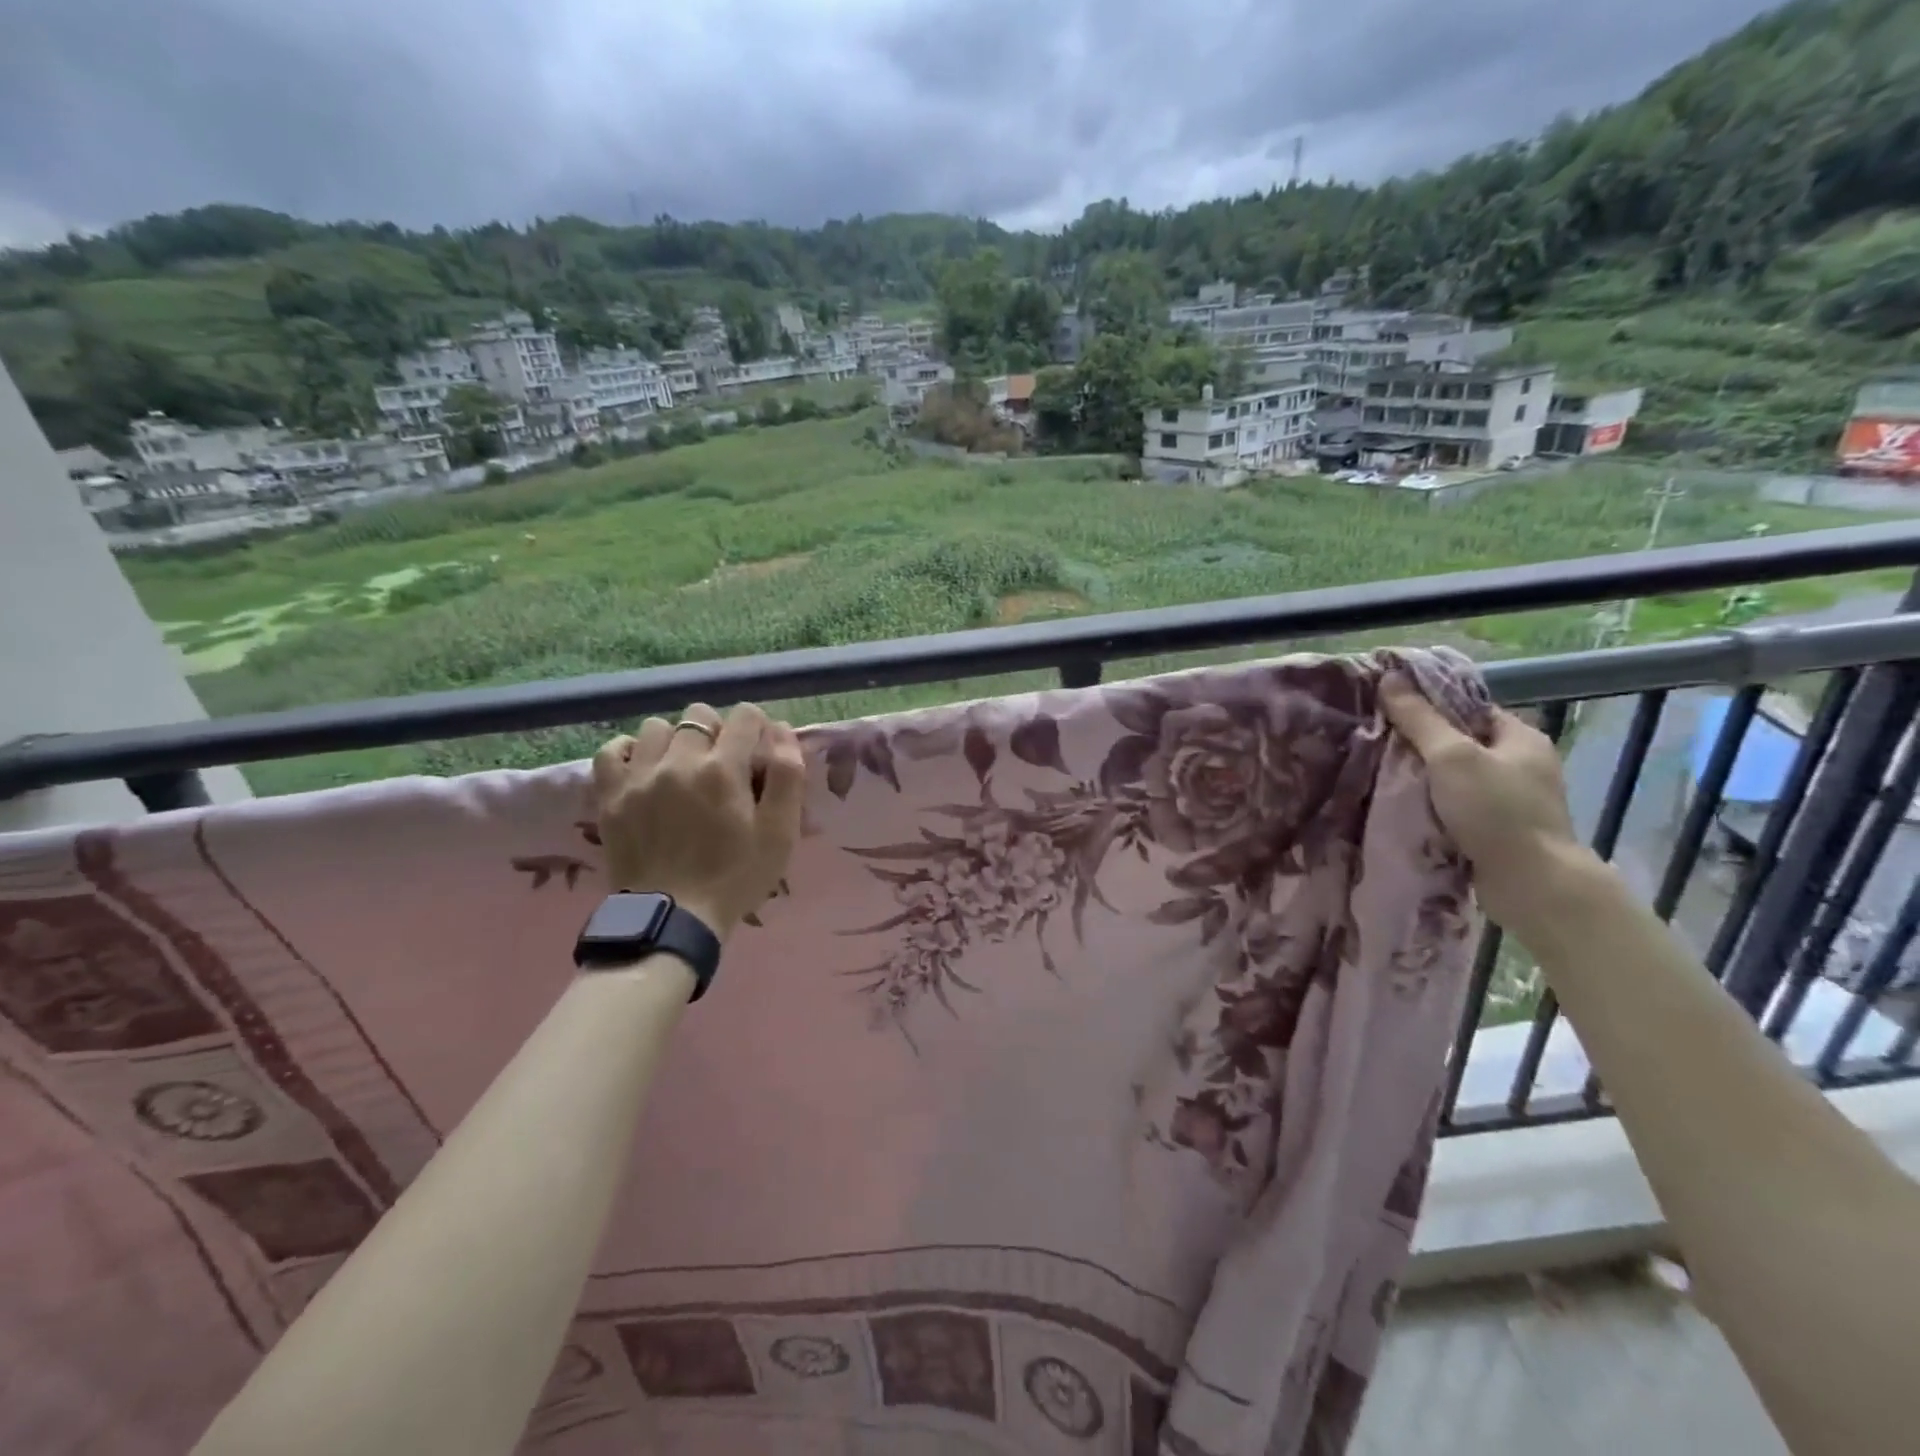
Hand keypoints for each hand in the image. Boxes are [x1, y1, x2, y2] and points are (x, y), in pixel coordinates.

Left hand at [592, 702, 806, 940]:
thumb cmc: (736, 877)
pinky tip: (645, 770)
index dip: (758, 728)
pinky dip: (630, 752)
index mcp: (724, 769)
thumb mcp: (780, 832)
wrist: (673, 918)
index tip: (758, 754)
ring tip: (682, 770)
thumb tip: (781, 730)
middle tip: (722, 766)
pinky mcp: (610, 795)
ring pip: (656, 727)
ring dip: (675, 741)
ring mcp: (639, 776)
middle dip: (717, 732)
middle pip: (699, 715)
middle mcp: (679, 761)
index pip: (746, 716)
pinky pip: (612, 750)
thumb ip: (787, 775)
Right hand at [1380, 673, 1587, 931]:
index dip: (1432, 705)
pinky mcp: (1500, 830)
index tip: (1391, 709)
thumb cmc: (1496, 810)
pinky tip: (1404, 805)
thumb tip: (1389, 678)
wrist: (1531, 883)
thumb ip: (1419, 719)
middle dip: (1422, 744)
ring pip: (1457, 777)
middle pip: (1461, 743)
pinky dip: (1434, 805)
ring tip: (1382, 772)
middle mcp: (1522, 764)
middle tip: (1379, 741)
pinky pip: (1458, 806)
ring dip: (1425, 778)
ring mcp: (1513, 800)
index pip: (1469, 708)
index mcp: (1521, 738)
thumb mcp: (1451, 756)